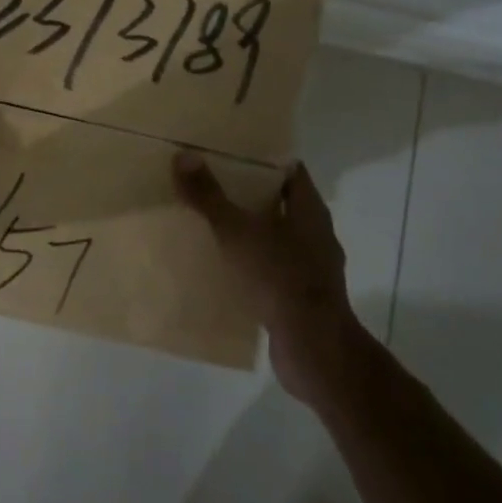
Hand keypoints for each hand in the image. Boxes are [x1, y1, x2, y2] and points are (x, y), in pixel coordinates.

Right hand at [173, 151, 366, 406]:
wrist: (312, 347)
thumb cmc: (278, 277)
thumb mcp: (236, 232)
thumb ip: (209, 196)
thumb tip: (184, 156)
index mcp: (309, 210)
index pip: (290, 172)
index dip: (263, 161)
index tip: (231, 156)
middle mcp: (317, 234)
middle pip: (283, 204)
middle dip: (250, 196)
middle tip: (212, 187)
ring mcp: (314, 268)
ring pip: (278, 239)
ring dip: (251, 234)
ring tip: (213, 228)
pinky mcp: (303, 298)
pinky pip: (275, 271)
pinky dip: (254, 267)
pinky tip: (227, 271)